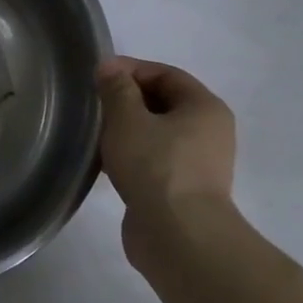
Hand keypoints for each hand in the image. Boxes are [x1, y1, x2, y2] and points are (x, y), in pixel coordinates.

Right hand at [96, 56, 236, 271]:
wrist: (178, 235)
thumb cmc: (155, 166)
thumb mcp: (127, 119)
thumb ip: (116, 89)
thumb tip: (109, 67)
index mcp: (204, 107)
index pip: (166, 74)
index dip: (130, 69)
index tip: (97, 77)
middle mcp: (209, 132)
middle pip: (163, 103)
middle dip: (127, 101)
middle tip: (93, 106)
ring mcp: (198, 164)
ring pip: (157, 135)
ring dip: (127, 131)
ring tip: (95, 135)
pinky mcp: (182, 190)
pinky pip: (154, 161)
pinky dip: (131, 157)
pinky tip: (106, 164)